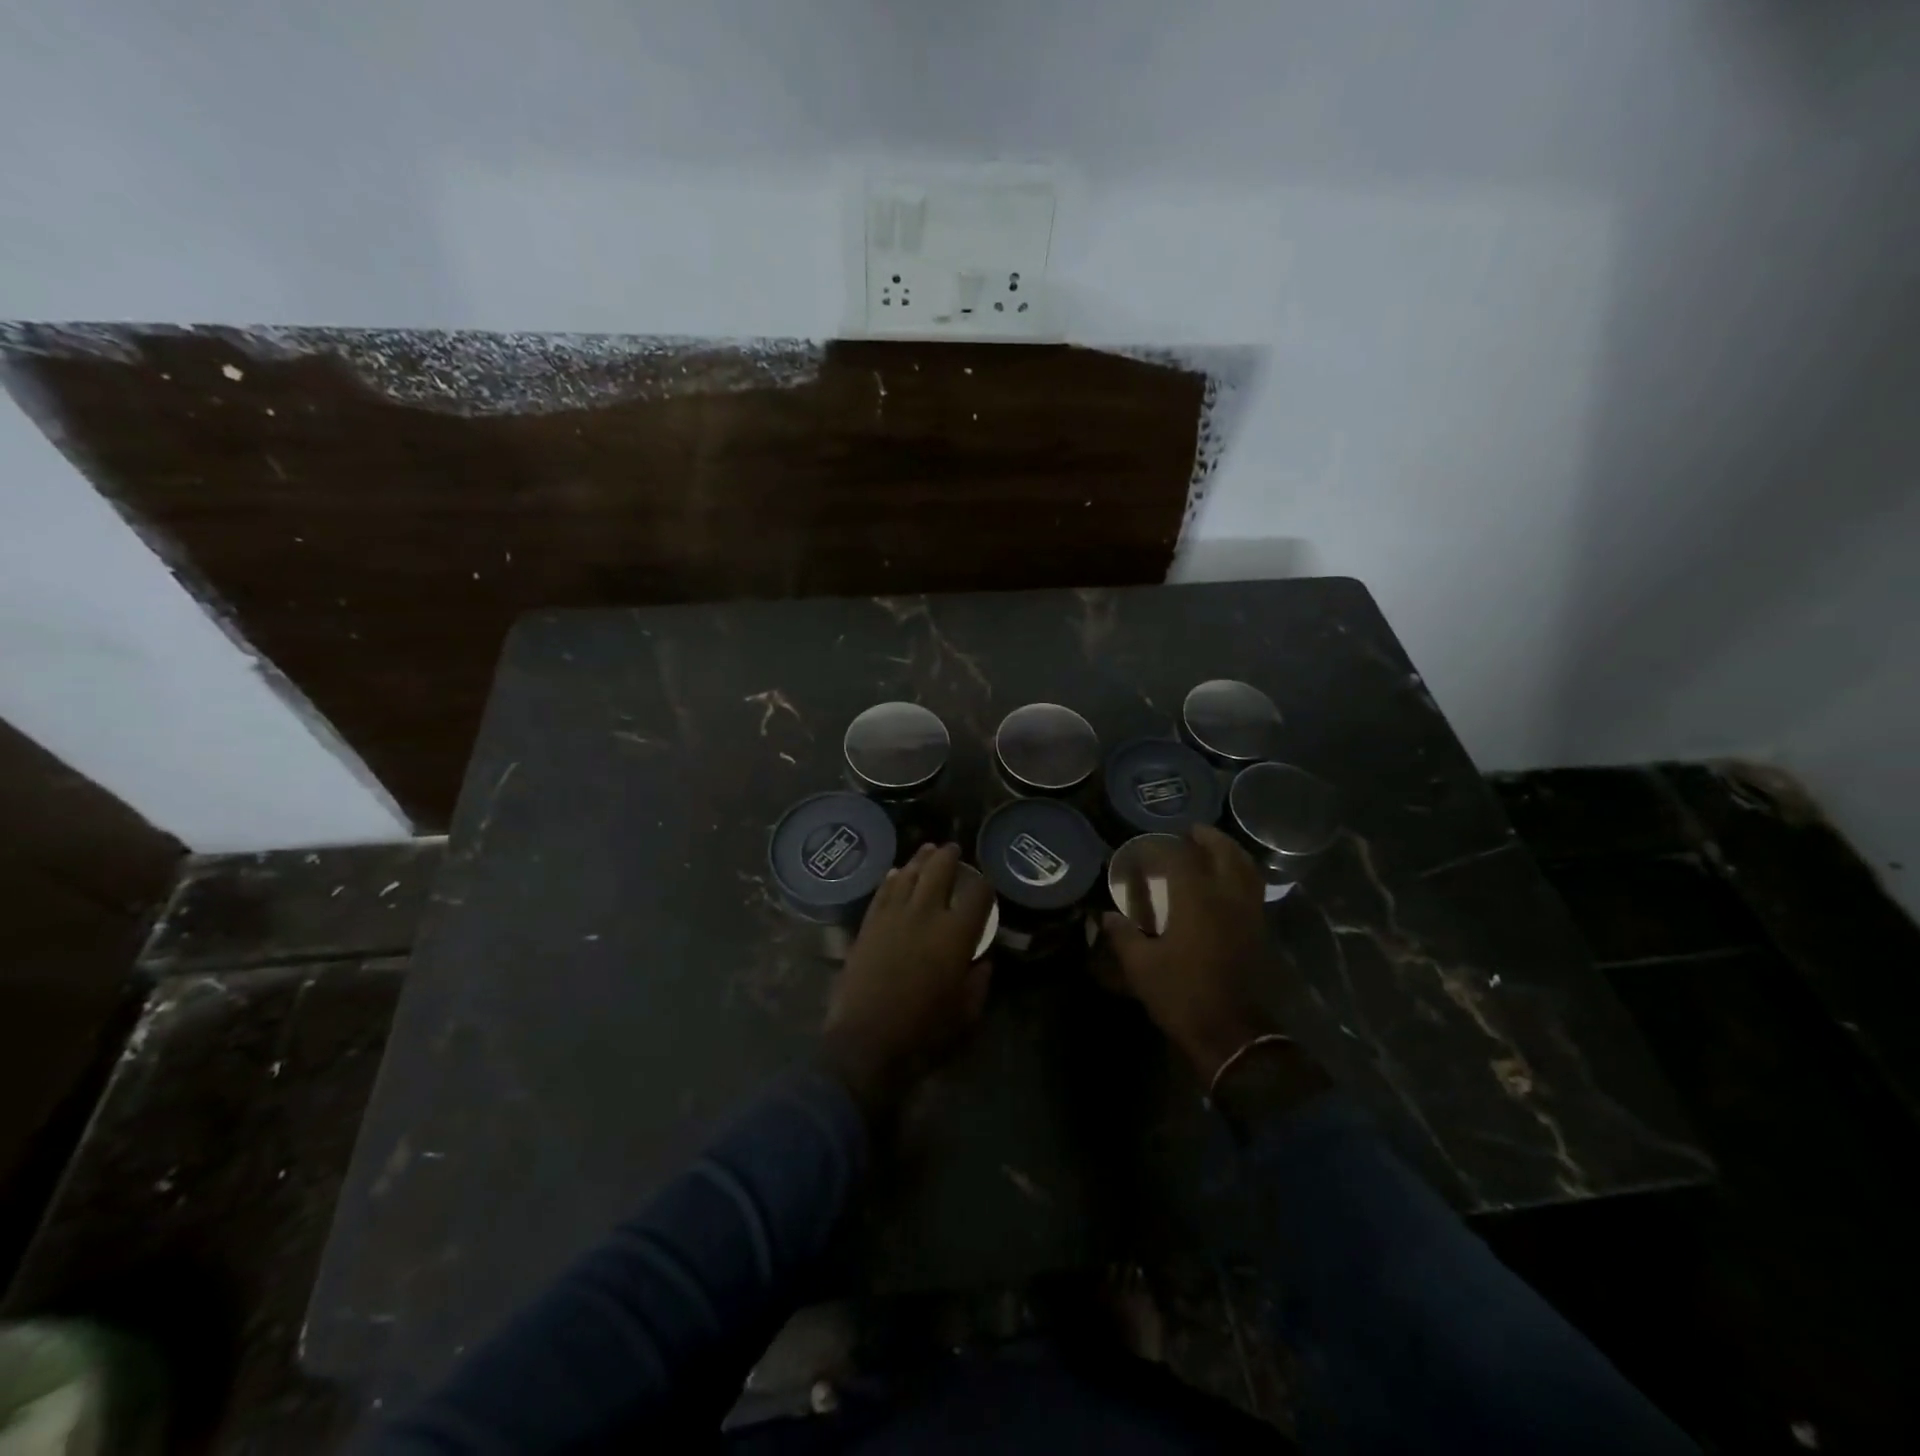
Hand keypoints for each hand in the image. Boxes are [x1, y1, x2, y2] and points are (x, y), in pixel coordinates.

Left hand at [821, 842, 994, 1116]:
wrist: (866, 1041)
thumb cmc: (923, 1032)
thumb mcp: (966, 1013)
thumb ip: (978, 981)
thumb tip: (981, 961)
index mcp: (956, 934)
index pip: (977, 893)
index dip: (984, 885)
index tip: (985, 886)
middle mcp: (926, 914)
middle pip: (939, 870)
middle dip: (950, 856)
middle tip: (954, 850)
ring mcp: (893, 915)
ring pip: (909, 874)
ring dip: (921, 860)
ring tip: (928, 851)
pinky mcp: (869, 924)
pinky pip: (883, 891)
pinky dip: (892, 878)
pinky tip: (897, 873)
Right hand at [1100, 825, 1283, 1084]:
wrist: (1232, 1036)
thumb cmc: (1182, 995)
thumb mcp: (1141, 967)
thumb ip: (1124, 935)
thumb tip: (1107, 916)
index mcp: (1195, 899)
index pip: (1178, 857)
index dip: (1159, 847)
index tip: (1142, 847)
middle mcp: (1227, 897)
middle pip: (1223, 852)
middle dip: (1207, 837)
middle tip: (1190, 832)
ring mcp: (1249, 913)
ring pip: (1246, 868)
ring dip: (1230, 852)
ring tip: (1213, 849)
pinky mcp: (1260, 932)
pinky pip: (1254, 889)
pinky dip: (1242, 874)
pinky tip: (1227, 883)